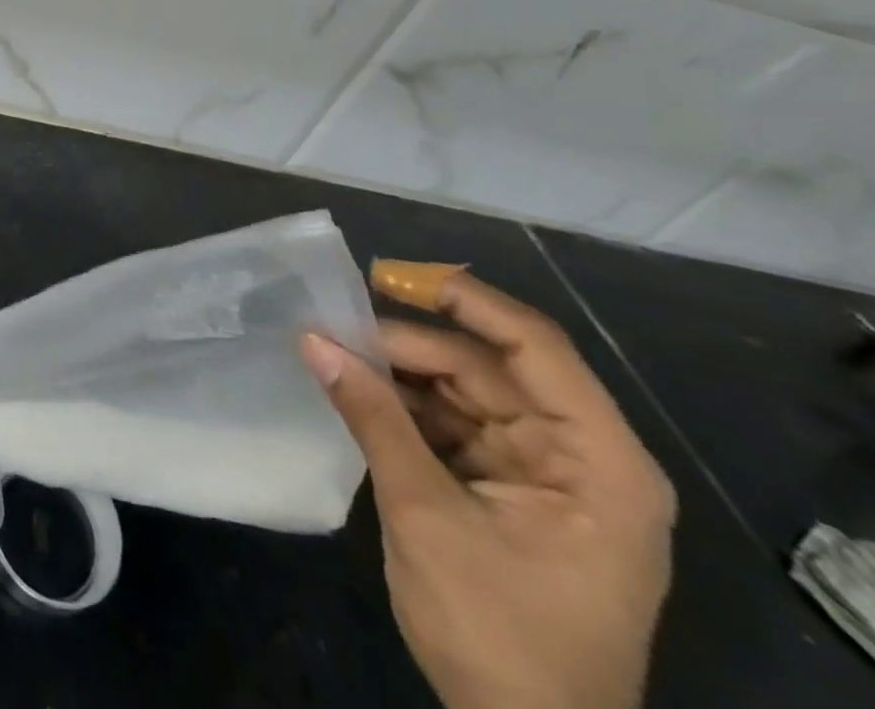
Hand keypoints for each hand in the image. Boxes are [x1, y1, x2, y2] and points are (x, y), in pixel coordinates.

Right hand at [302, 263, 675, 708]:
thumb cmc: (499, 632)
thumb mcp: (426, 515)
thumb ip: (372, 417)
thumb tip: (311, 339)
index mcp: (597, 461)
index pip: (533, 346)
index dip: (460, 299)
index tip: (384, 274)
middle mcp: (579, 455)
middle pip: (487, 366)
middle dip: (408, 343)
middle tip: (332, 325)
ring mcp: (543, 474)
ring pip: (463, 390)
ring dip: (399, 371)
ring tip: (333, 350)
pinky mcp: (507, 491)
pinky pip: (451, 424)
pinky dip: (403, 406)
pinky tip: (354, 388)